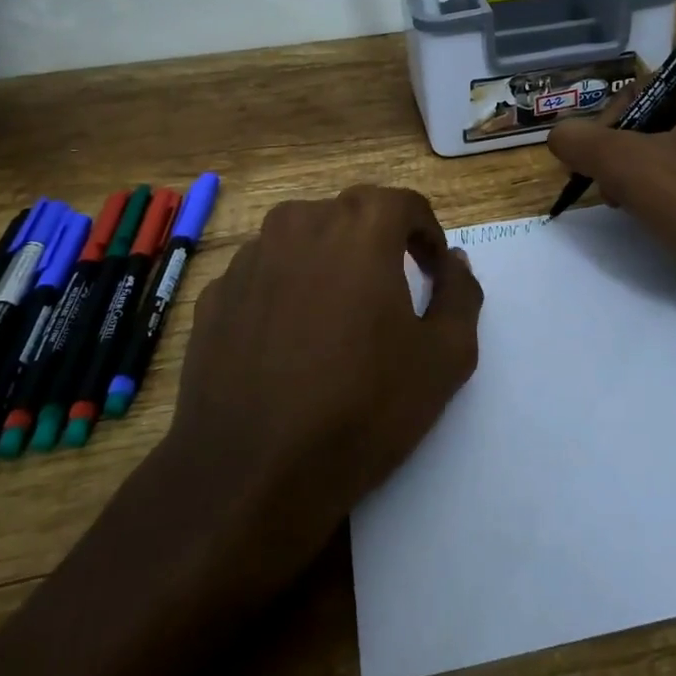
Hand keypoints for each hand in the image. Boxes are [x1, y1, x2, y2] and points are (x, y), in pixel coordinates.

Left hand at [162, 185, 482, 593]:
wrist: (251, 472)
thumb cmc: (362, 408)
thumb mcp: (445, 357)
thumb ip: (460, 294)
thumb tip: (454, 262)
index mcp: (359, 228)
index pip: (404, 203)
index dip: (426, 232)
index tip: (431, 270)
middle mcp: (299, 224)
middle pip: (350, 215)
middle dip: (377, 242)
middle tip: (390, 291)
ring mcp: (249, 258)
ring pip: (301, 240)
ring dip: (327, 263)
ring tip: (337, 317)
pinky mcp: (215, 295)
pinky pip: (263, 276)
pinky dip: (284, 291)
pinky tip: (288, 343)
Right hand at [547, 54, 675, 358]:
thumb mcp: (632, 168)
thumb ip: (583, 143)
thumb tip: (558, 134)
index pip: (642, 86)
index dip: (612, 124)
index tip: (600, 164)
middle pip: (656, 117)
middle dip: (626, 155)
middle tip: (613, 192)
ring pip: (674, 149)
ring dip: (644, 177)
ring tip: (634, 210)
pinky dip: (675, 193)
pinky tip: (664, 222)